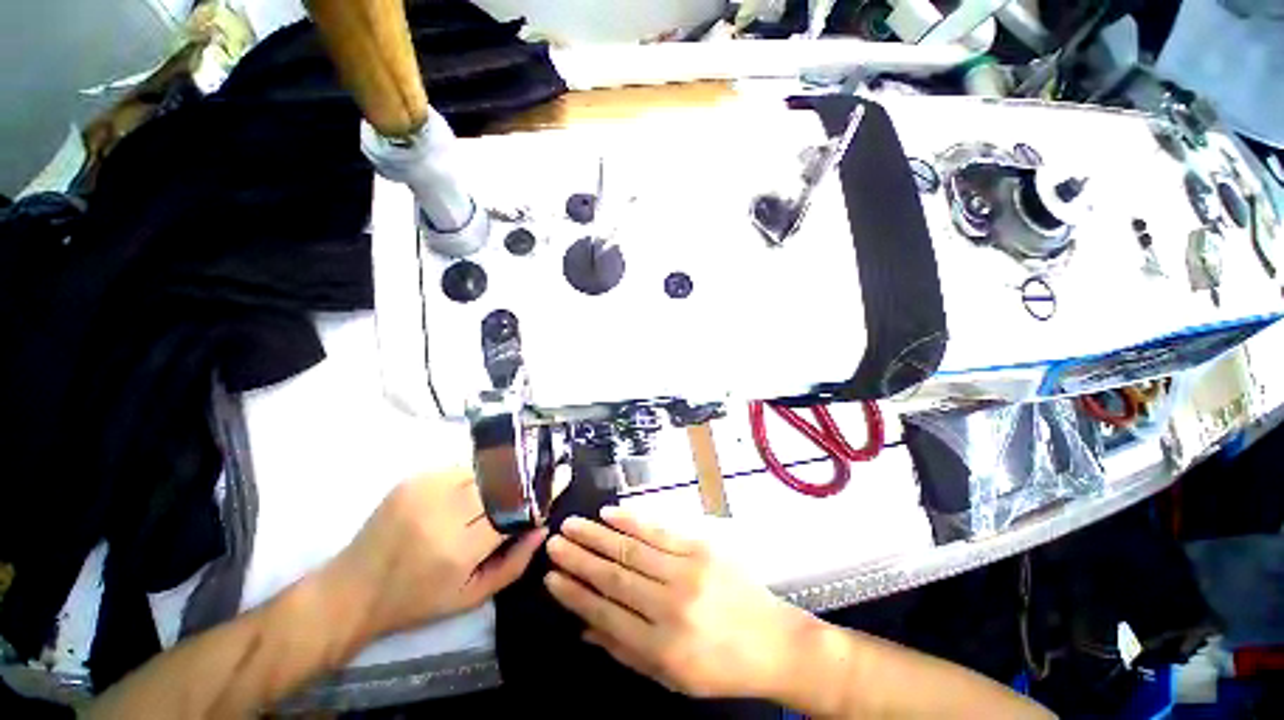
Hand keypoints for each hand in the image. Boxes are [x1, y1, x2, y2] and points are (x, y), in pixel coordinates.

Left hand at [327, 469, 545, 641]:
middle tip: (537, 478)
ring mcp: (425, 489)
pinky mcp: (413, 478)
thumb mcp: (472, 596)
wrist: (353, 590)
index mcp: (459, 548)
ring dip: (500, 477)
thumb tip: (542, 525)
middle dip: (525, 477)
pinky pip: (461, 467)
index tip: (561, 475)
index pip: (513, 507)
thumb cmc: (416, 600)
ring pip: (483, 469)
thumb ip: (516, 562)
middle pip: (502, 480)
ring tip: (502, 489)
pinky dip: (475, 476)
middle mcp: (443, 511)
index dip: (540, 491)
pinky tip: (470, 491)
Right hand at [544, 508, 809, 699]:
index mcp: (661, 646)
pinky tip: (611, 514)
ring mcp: (688, 571)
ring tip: (573, 525)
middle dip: (579, 558)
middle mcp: (671, 606)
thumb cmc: (720, 666)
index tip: (551, 577)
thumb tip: (584, 628)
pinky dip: (632, 521)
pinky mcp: (702, 548)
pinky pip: (660, 531)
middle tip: (554, 543)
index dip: (575, 594)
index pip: (605, 613)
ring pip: (632, 549)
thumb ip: (625, 651)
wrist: (772, 640)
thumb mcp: (671, 677)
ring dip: (598, 535)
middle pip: (614, 576)